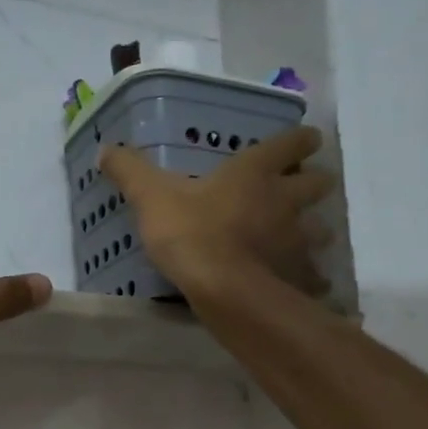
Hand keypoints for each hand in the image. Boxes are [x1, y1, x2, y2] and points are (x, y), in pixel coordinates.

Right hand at [100, 126, 334, 294]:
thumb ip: (130, 171)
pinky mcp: (299, 275)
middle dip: (313, 183)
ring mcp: (298, 239)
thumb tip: (105, 148)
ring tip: (297, 240)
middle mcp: (285, 199)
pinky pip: (312, 274)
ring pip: (321, 229)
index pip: (292, 143)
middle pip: (318, 183)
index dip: (301, 140)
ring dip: (314, 230)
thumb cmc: (190, 232)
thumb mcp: (151, 196)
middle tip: (298, 192)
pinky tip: (298, 284)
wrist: (223, 288)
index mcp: (255, 172)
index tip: (305, 141)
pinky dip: (309, 277)